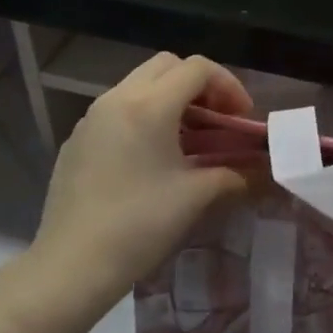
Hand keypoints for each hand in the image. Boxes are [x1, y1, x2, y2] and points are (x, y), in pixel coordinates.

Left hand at [29, 53, 253, 310]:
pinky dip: (143, 116)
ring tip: (189, 139)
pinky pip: (118, 109)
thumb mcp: (195, 197)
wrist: (70, 267)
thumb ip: (235, 174)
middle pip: (166, 66)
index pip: (198, 68)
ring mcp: (92, 117)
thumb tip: (262, 171)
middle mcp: (117, 98)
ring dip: (170, 99)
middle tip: (217, 119)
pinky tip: (151, 159)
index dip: (228, 85)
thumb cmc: (139, 225)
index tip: (241, 118)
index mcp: (149, 105)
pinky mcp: (77, 140)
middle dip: (199, 85)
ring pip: (139, 85)